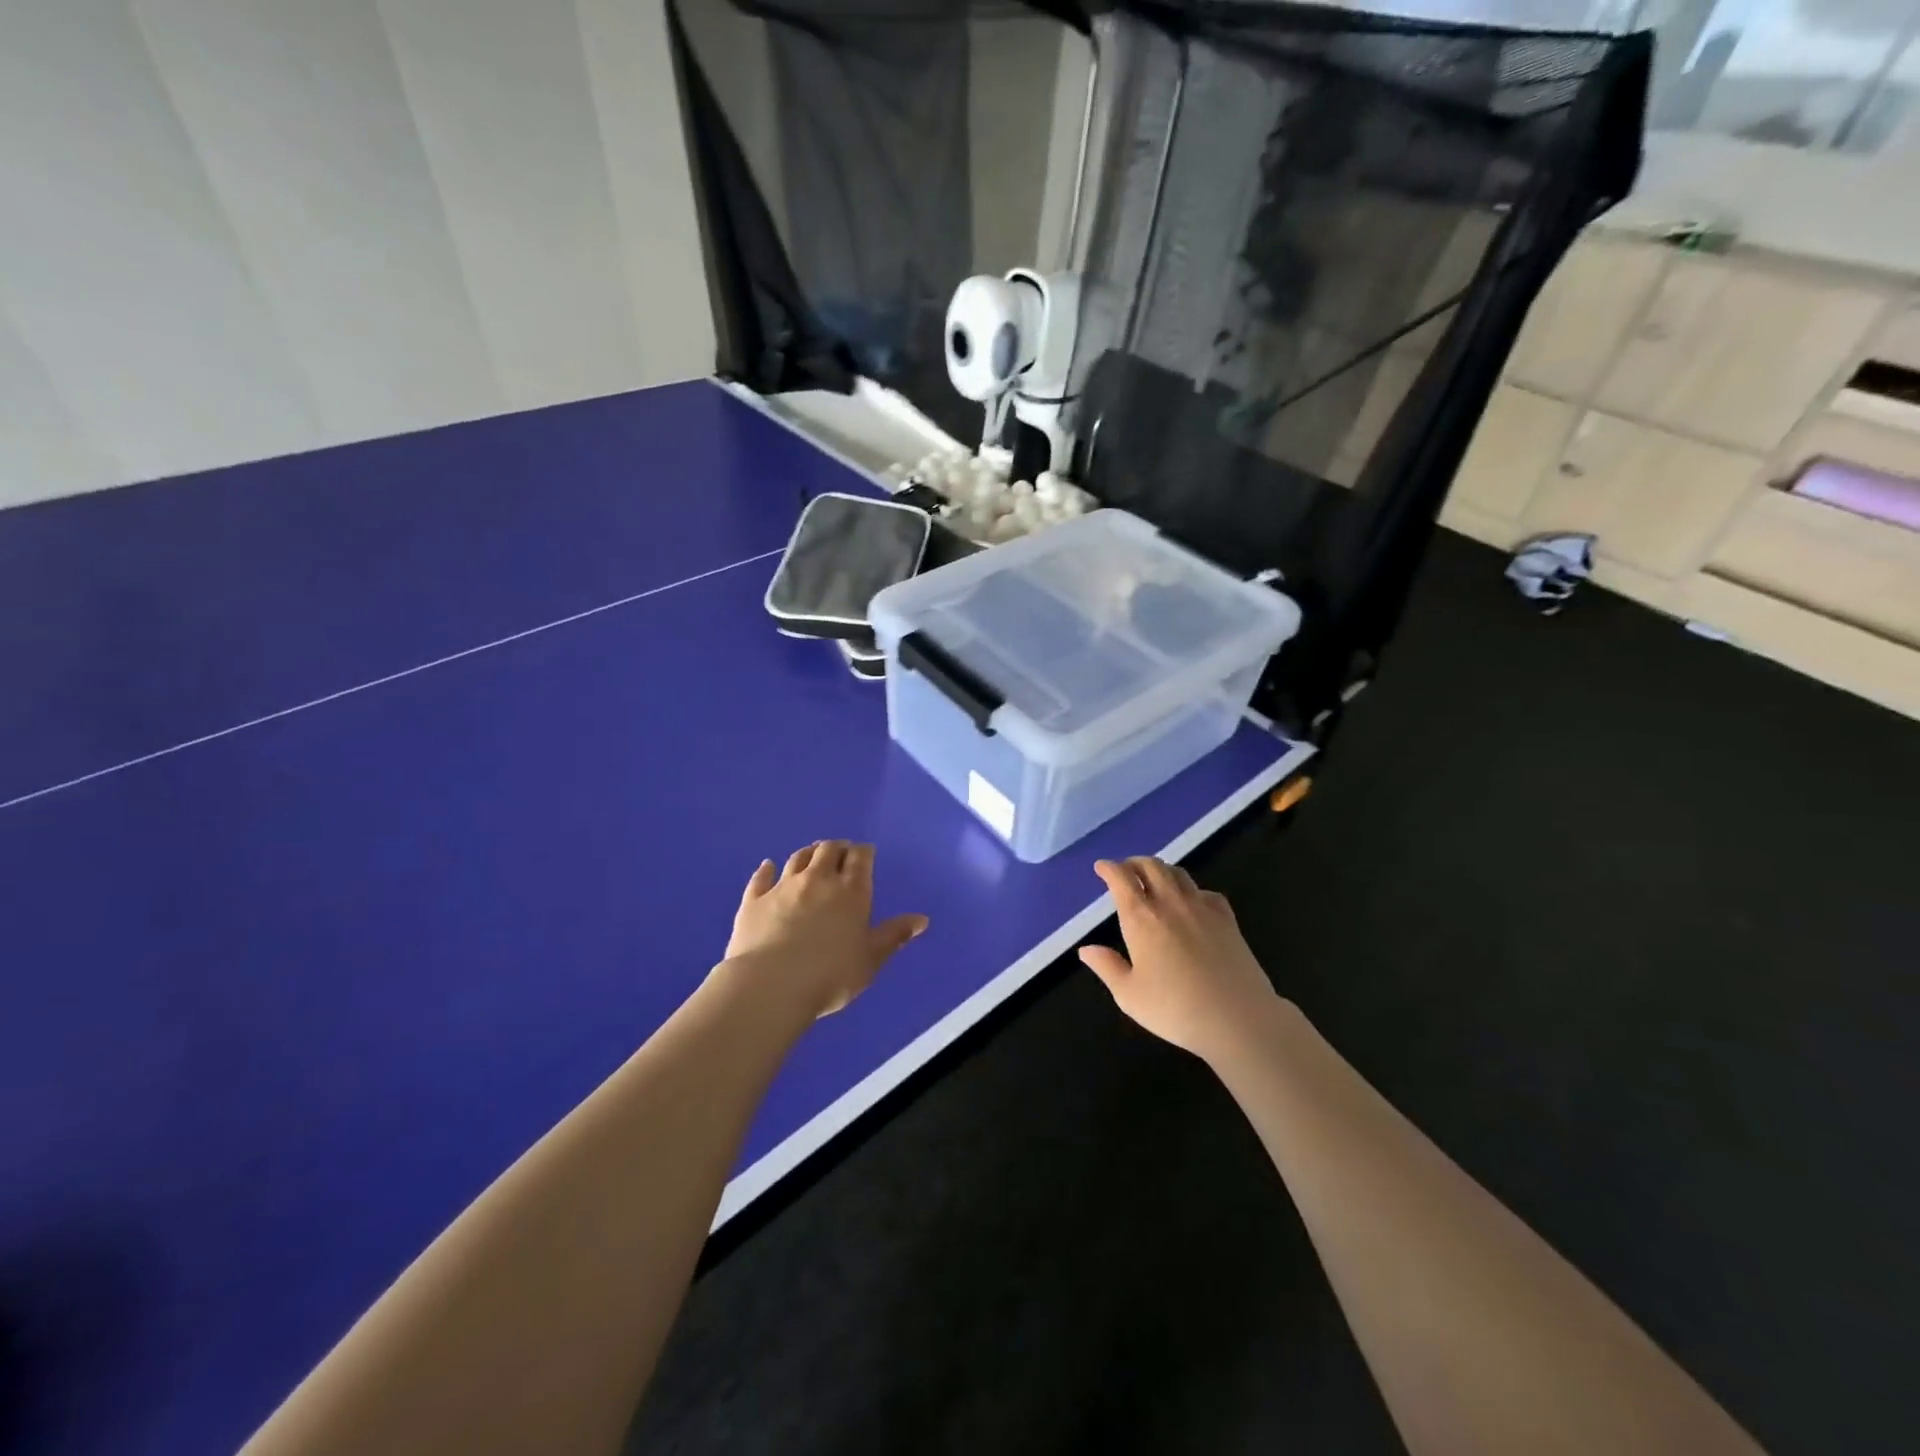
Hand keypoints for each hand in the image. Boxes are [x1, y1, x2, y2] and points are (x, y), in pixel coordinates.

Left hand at [720, 841, 928, 1018]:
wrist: (772, 985)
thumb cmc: (831, 975)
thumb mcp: (870, 959)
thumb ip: (894, 936)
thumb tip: (922, 919)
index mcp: (851, 891)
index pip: (860, 858)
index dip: (863, 852)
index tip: (865, 853)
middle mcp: (818, 880)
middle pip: (828, 851)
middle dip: (837, 848)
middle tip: (840, 852)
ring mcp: (783, 887)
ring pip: (797, 858)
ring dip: (807, 853)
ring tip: (812, 854)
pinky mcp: (754, 900)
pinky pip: (761, 878)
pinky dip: (766, 870)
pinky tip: (767, 866)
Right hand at [1079, 857, 1281, 1062]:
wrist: (1238, 1018)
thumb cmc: (1175, 1009)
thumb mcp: (1129, 995)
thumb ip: (1107, 967)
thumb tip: (1086, 949)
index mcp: (1141, 918)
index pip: (1122, 879)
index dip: (1109, 869)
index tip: (1102, 867)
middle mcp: (1170, 903)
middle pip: (1151, 866)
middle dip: (1134, 863)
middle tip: (1126, 870)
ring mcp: (1202, 908)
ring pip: (1178, 873)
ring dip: (1161, 869)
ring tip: (1154, 878)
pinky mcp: (1227, 920)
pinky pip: (1206, 891)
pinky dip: (1192, 889)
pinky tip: (1192, 902)